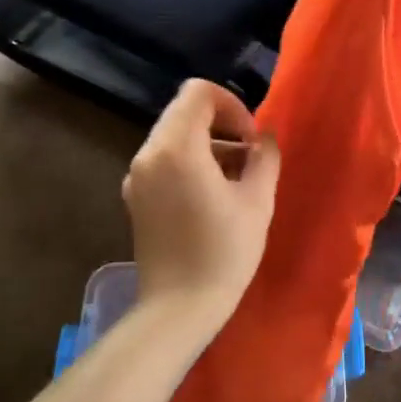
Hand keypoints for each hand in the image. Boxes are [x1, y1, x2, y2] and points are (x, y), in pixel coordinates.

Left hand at [122, 80, 280, 338]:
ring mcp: (137, 176)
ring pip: (175, 136)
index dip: (231, 105)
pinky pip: (165, 160)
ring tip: (237, 180)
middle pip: (185, 112)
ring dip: (208, 144)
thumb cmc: (223, 252)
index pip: (198, 92)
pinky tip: (213, 196)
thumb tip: (263, 140)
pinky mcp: (135, 196)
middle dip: (221, 124)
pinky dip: (190, 162)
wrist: (178, 309)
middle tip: (249, 157)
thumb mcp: (258, 200)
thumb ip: (264, 157)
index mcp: (177, 147)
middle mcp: (149, 154)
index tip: (250, 139)